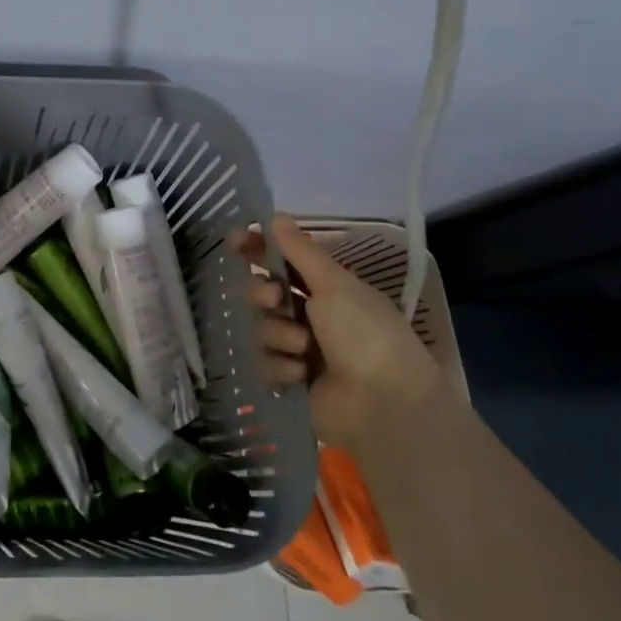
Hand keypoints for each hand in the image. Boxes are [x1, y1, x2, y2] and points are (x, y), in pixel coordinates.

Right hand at [238, 214, 442, 447]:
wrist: (384, 405)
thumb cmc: (364, 334)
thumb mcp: (334, 285)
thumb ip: (300, 251)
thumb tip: (276, 215)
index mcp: (327, 288)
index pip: (283, 259)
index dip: (258, 249)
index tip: (236, 240)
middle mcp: (312, 314)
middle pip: (264, 292)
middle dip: (263, 294)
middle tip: (275, 301)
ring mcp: (301, 348)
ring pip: (262, 327)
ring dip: (279, 334)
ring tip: (303, 349)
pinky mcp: (292, 379)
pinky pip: (266, 362)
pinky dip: (282, 365)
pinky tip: (302, 374)